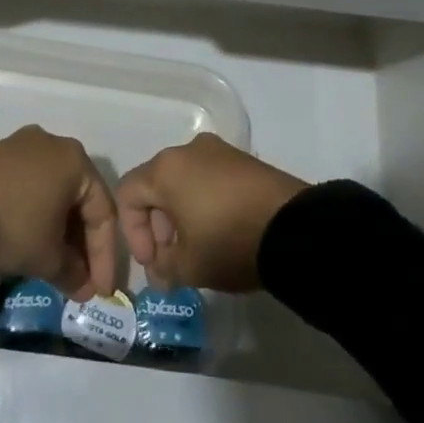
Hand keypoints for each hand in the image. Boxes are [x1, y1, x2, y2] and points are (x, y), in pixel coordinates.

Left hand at [0, 126, 118, 299]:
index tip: (101, 291)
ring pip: (54, 192)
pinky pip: (30, 186)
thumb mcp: (47, 257)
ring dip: (59, 230)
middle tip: (80, 279)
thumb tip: (82, 287)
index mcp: (77, 160)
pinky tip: (31, 240)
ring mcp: (23, 145)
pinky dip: (36, 214)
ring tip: (56, 265)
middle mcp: (54, 144)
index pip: (104, 213)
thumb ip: (73, 273)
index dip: (105, 257)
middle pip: (79, 200)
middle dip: (82, 244)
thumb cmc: (12, 225)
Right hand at [117, 134, 307, 292]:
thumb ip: (164, 268)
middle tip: (172, 260)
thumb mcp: (189, 266)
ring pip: (184, 182)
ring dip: (181, 216)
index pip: (128, 194)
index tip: (152, 263)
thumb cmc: (229, 242)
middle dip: (158, 227)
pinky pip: (210, 180)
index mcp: (165, 169)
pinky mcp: (245, 160)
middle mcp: (188, 150)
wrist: (294, 228)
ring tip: (197, 250)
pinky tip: (220, 233)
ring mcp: (220, 151)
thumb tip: (160, 271)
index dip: (133, 232)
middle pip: (156, 186)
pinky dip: (206, 204)